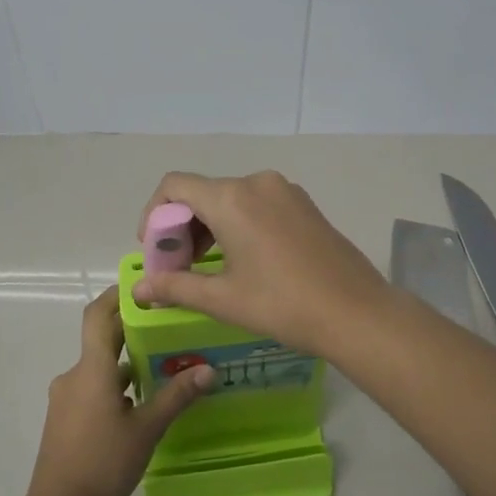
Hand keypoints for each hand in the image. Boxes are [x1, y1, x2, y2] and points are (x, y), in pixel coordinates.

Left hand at [26, 287, 213, 495]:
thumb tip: (208, 370)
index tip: (143, 286)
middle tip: (167, 324)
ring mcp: (66, 399)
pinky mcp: (65, 419)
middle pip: (101, 339)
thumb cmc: (103, 463)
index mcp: (91, 369)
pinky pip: (92, 388)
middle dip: (131, 330)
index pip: (97, 315)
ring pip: (99, 367)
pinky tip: (140, 402)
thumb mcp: (146, 429)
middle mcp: (74, 376)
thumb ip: (176, 396)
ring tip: (162, 364)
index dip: (116, 295)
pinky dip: (115, 385)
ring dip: (126, 362)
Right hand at [130, 171, 389, 357]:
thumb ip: (175, 287)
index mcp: (231, 198)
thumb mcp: (223, 299)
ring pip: (231, 198)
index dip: (154, 214)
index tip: (155, 250)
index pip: (174, 186)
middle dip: (182, 226)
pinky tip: (243, 260)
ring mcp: (285, 191)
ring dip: (210, 226)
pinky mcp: (304, 204)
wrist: (356, 312)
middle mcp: (256, 182)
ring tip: (208, 267)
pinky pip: (257, 203)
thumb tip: (139, 290)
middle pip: (202, 192)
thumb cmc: (282, 304)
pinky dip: (238, 223)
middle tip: (179, 267)